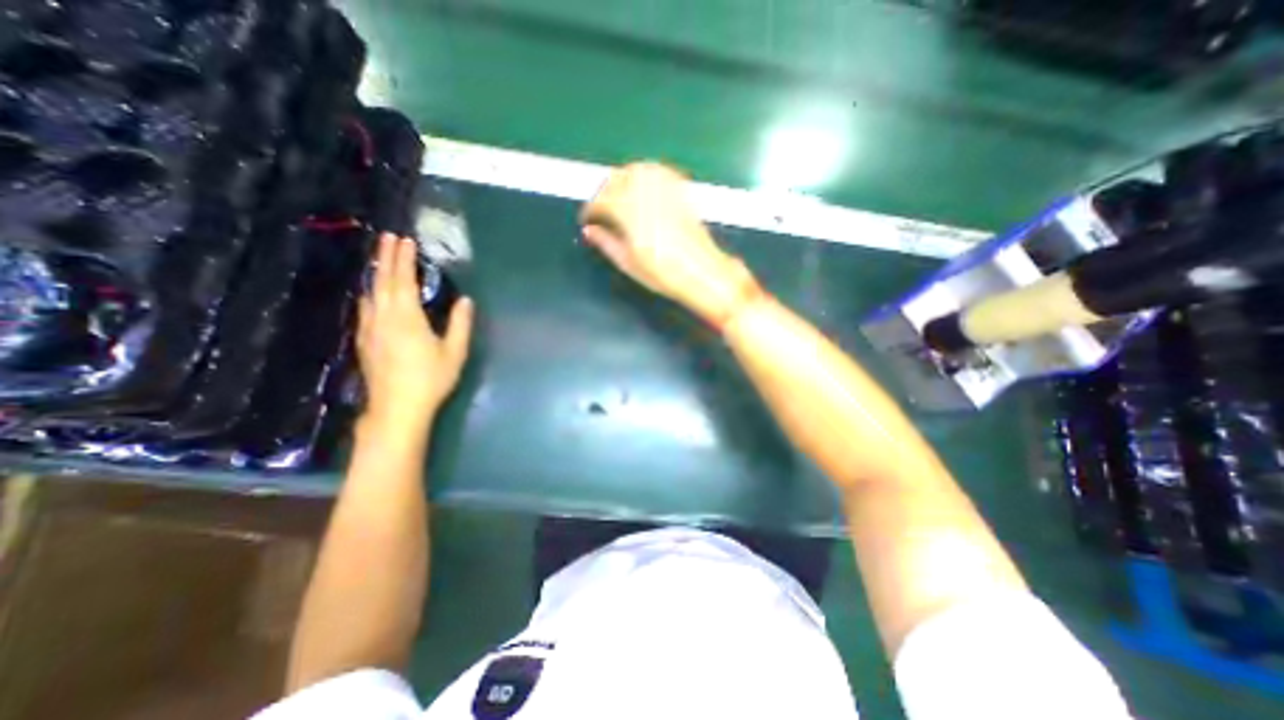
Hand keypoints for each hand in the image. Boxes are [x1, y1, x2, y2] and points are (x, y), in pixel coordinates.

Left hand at [358, 235, 473, 428]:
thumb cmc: (431, 379)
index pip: (402, 280)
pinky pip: (365, 307)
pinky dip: (370, 291)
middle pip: (382, 281)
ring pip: (370, 292)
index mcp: (406, 318)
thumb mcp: (454, 352)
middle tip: (388, 237)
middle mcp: (383, 317)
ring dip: (376, 272)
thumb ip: (460, 324)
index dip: (403, 259)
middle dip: (385, 258)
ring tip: (380, 258)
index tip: (404, 240)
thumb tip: (465, 300)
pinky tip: (372, 292)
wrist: (397, 408)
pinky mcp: (365, 340)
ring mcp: (370, 328)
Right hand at [577, 164, 754, 325]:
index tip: (587, 218)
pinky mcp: (680, 192)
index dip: (590, 209)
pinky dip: (646, 173)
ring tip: (619, 194)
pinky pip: (660, 171)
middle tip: (601, 207)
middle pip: (617, 179)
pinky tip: (643, 185)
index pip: (602, 201)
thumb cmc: (663, 274)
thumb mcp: (629, 264)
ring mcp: (665, 191)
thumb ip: (606, 243)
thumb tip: (590, 231)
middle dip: (604, 190)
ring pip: (637, 170)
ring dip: (623, 177)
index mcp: (630, 215)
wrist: (702, 273)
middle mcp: (647, 196)